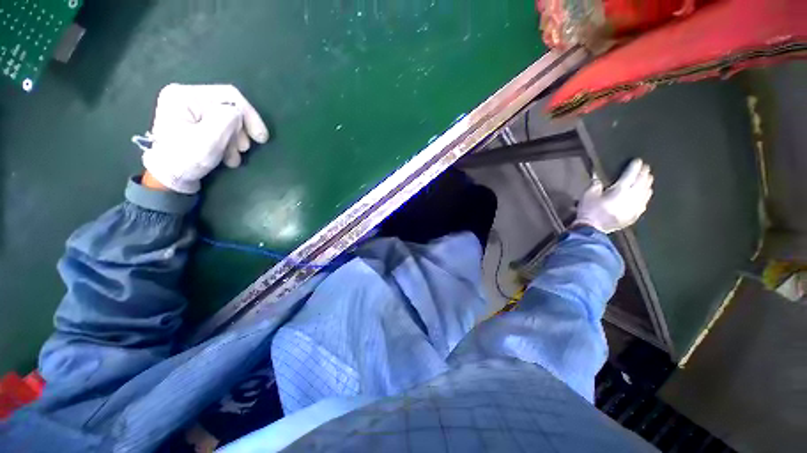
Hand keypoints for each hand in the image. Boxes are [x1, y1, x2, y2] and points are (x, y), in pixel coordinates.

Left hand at [137, 84, 269, 193]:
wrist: (168, 179)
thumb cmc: (184, 160)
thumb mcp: (207, 141)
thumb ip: (226, 121)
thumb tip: (239, 114)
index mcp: (184, 95)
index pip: (228, 96)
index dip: (249, 115)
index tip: (261, 138)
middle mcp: (187, 97)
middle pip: (229, 108)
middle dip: (240, 132)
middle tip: (242, 151)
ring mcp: (191, 109)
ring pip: (228, 120)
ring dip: (236, 140)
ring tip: (233, 158)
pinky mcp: (196, 121)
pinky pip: (223, 127)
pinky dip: (229, 142)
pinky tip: (228, 156)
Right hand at [574, 159, 653, 232]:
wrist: (593, 229)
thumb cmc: (589, 210)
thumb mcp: (588, 194)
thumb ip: (595, 184)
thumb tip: (598, 176)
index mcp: (620, 189)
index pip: (631, 174)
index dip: (635, 166)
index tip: (637, 160)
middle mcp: (632, 196)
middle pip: (642, 182)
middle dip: (644, 174)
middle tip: (646, 168)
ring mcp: (635, 207)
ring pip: (646, 192)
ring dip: (647, 184)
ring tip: (648, 178)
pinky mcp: (635, 215)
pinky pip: (644, 203)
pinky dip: (646, 196)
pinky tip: (646, 194)